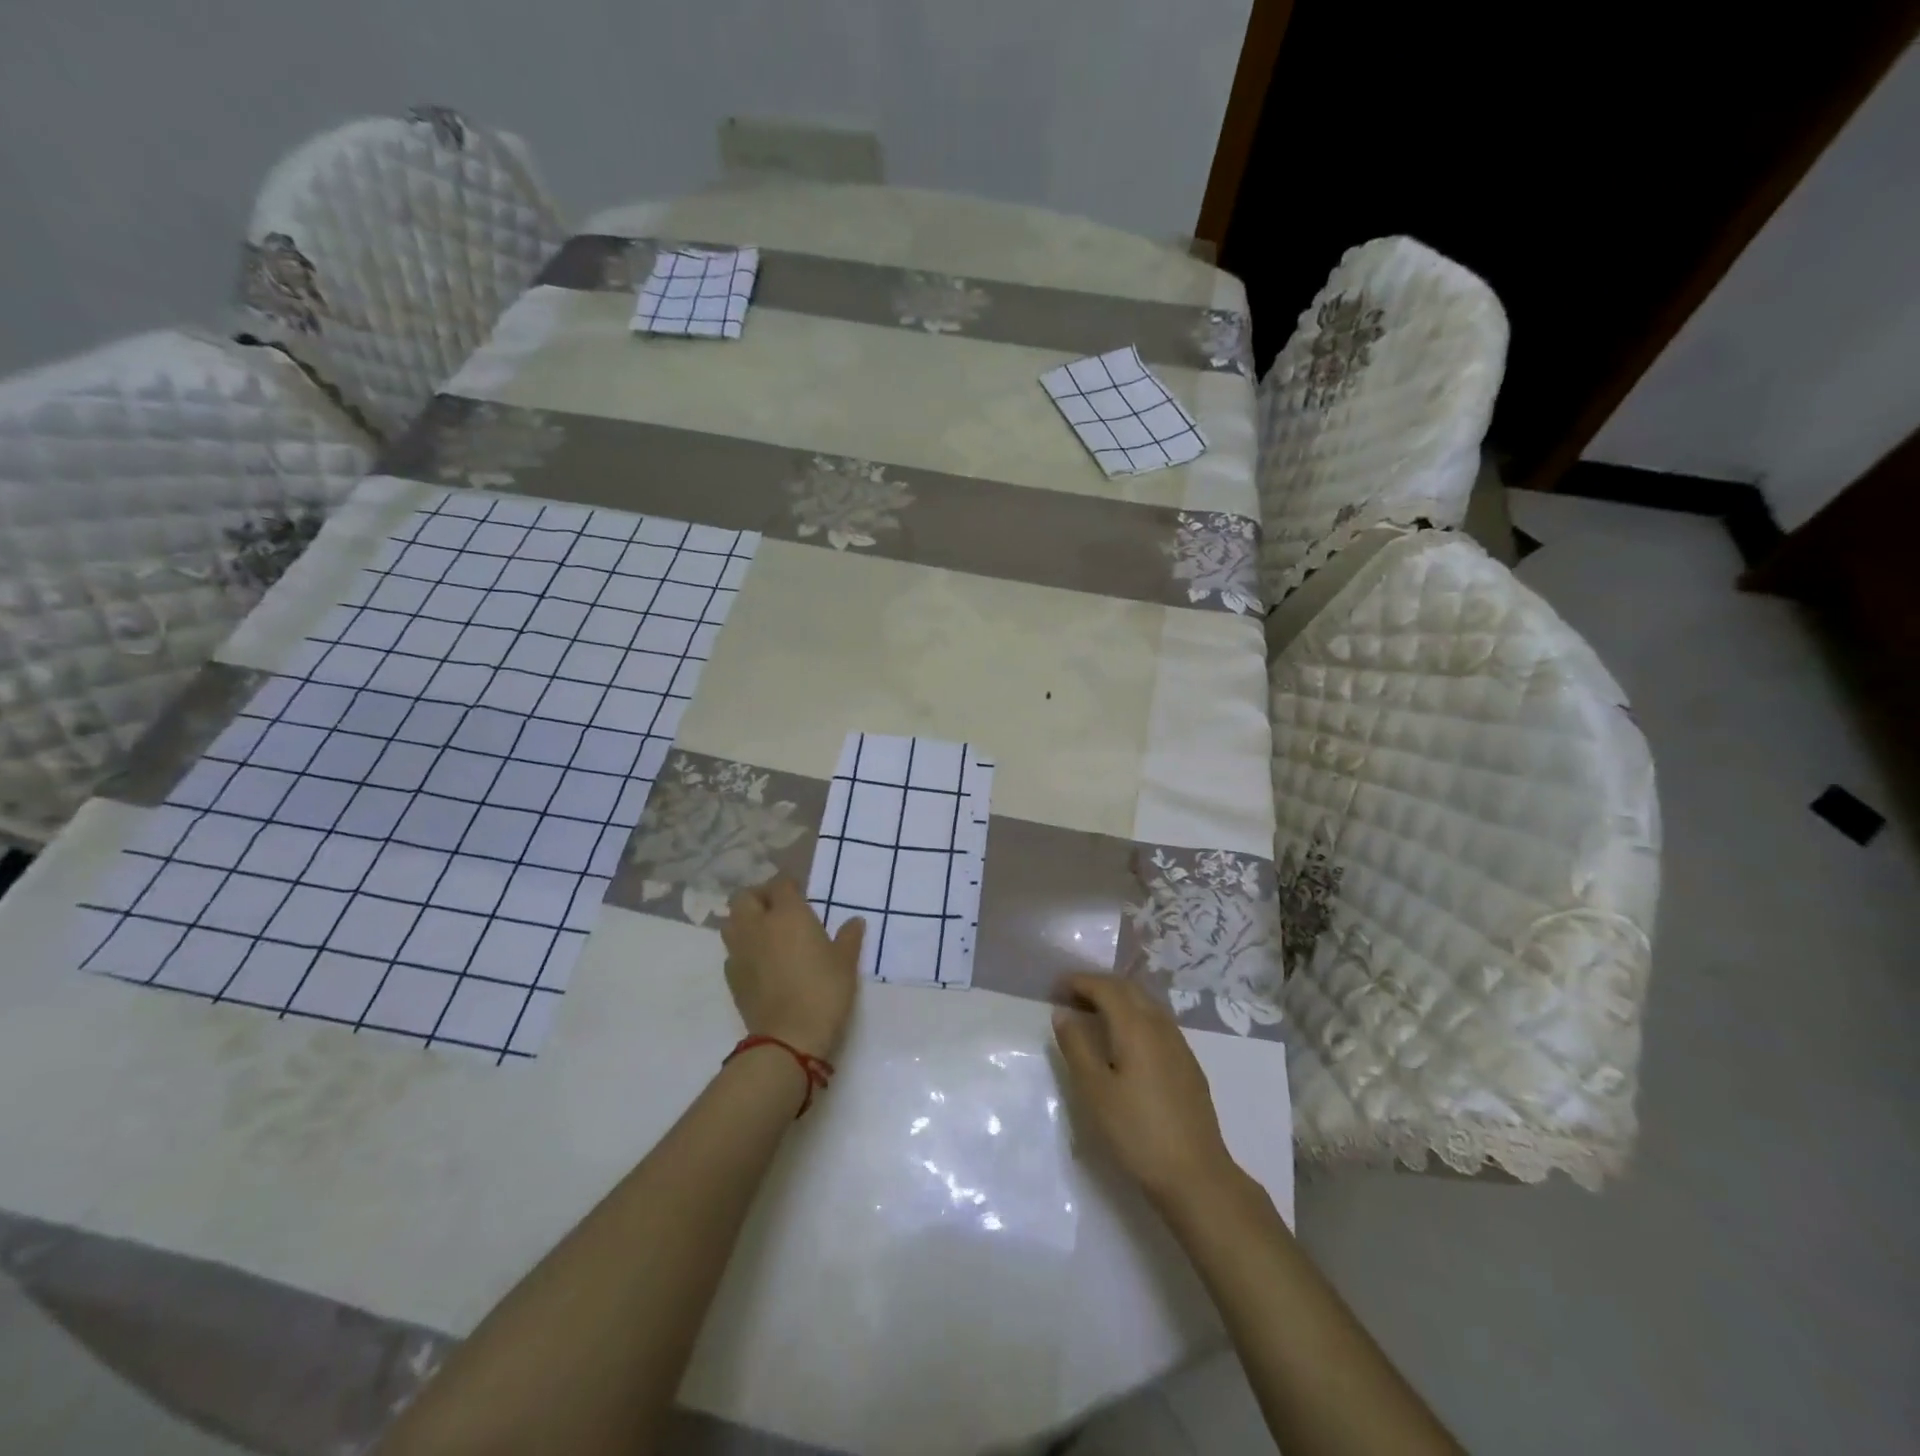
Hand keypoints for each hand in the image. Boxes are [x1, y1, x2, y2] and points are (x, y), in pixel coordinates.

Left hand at [721, 877, 864, 1060]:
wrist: (789, 1037)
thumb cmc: (824, 991)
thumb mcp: (846, 962)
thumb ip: (848, 937)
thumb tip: (855, 922)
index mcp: (787, 914)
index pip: (780, 884)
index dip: (789, 884)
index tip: (800, 891)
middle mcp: (758, 925)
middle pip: (746, 897)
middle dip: (760, 896)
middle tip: (778, 908)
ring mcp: (740, 951)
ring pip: (732, 922)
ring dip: (745, 920)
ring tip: (765, 932)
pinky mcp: (731, 976)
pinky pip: (732, 951)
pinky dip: (743, 949)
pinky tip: (759, 961)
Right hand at [1052, 973, 1238, 1208]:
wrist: (1196, 1175)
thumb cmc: (1137, 1132)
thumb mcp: (1094, 1091)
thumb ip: (1076, 1046)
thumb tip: (1063, 1012)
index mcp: (1136, 1026)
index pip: (1105, 987)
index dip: (1079, 981)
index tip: (1055, 987)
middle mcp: (1160, 1025)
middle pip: (1128, 989)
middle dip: (1098, 985)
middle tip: (1071, 995)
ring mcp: (1179, 1044)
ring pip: (1146, 1003)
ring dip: (1118, 998)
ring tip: (1093, 1013)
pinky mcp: (1188, 1064)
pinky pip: (1157, 1021)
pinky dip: (1134, 1015)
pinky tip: (1125, 1039)